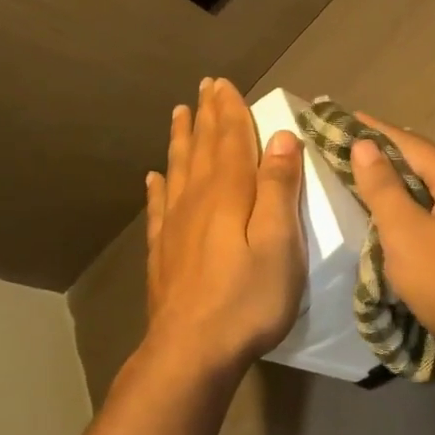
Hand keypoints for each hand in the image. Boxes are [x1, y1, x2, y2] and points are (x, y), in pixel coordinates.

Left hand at [143, 78, 305, 378]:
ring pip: (178, 171)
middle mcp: (197, 201)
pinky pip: (159, 208)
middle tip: (203, 88)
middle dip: (206, 117)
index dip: (230, 111)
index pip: (231, 141)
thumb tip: (280, 138)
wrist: (192, 350)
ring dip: (181, 141)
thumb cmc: (247, 299)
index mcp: (229, 194)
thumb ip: (279, 189)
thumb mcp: (280, 242)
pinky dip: (158, 187)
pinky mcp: (163, 253)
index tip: (224, 83)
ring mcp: (175, 227)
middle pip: (203, 149)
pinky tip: (153, 177)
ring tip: (179, 115)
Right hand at [348, 115, 434, 348]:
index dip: (375, 131)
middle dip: (391, 156)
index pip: (411, 143)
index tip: (347, 117)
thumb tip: (365, 145)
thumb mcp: (404, 232)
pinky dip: (422, 207)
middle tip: (354, 148)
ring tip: (373, 178)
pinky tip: (405, 215)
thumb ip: (382, 186)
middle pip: (428, 163)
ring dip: (406, 183)